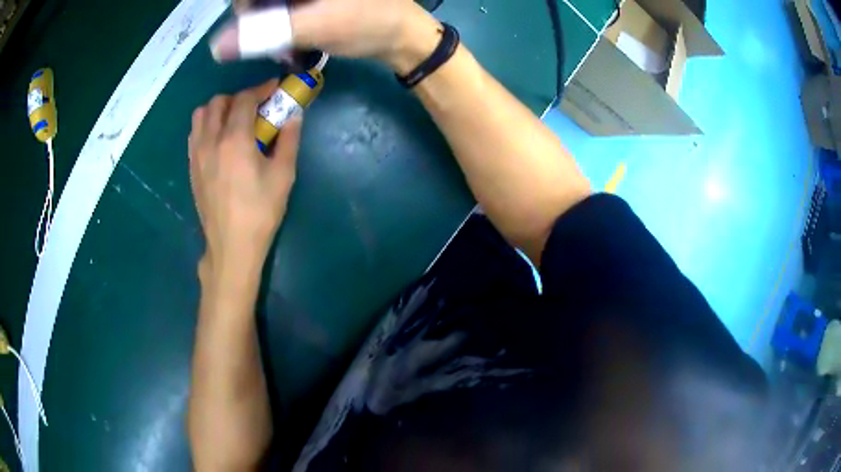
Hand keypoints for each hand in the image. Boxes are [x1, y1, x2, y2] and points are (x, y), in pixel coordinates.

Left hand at [189, 79, 301, 280]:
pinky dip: (207, 125)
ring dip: (219, 109)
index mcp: (235, 139)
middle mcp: (211, 140)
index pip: (244, 99)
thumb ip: (289, 139)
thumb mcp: (283, 175)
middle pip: (218, 102)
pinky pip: (194, 133)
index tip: (275, 88)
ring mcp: (197, 154)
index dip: (261, 88)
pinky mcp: (192, 167)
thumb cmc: (260, 211)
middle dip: (239, 97)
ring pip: (201, 115)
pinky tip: (220, 138)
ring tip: (234, 120)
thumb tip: (294, 115)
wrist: (231, 245)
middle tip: (256, 107)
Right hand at [210, 0, 440, 72]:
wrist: (403, 34)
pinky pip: (284, 7)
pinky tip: (290, 41)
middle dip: (258, 18)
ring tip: (284, 47)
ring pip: (272, 2)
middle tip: (272, 44)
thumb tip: (217, 47)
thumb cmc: (367, 23)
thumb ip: (265, 34)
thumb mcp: (315, 26)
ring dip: (268, 25)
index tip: (249, 26)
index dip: (245, 5)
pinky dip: (281, 25)